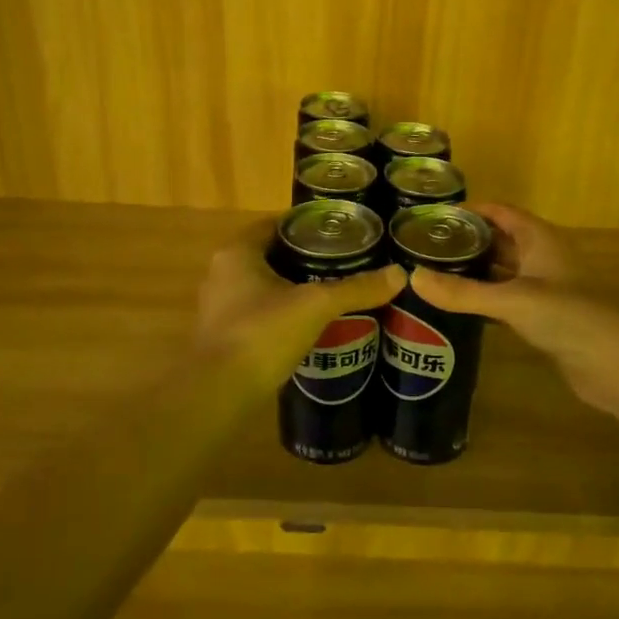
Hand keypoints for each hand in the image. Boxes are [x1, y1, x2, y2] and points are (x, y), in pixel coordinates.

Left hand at [195, 221, 404, 397]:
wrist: (218, 393)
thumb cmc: (262, 333)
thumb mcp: (315, 306)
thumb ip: (355, 289)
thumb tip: (399, 274)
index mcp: (237, 252)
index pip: (275, 225)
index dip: (307, 226)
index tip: (340, 232)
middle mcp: (222, 273)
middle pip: (271, 255)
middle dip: (305, 259)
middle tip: (344, 263)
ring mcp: (220, 306)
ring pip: (264, 286)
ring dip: (293, 288)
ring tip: (333, 293)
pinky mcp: (225, 336)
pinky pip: (259, 313)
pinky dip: (283, 314)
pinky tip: (310, 326)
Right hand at [408, 203, 618, 419]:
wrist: (614, 364)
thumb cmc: (567, 317)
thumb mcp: (510, 301)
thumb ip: (462, 292)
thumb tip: (412, 278)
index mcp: (539, 238)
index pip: (500, 212)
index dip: (470, 210)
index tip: (433, 217)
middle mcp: (542, 256)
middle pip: (499, 239)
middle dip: (467, 241)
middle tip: (425, 247)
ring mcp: (545, 287)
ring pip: (503, 270)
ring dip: (475, 270)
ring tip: (434, 273)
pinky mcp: (544, 316)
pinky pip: (507, 297)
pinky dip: (485, 297)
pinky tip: (459, 305)